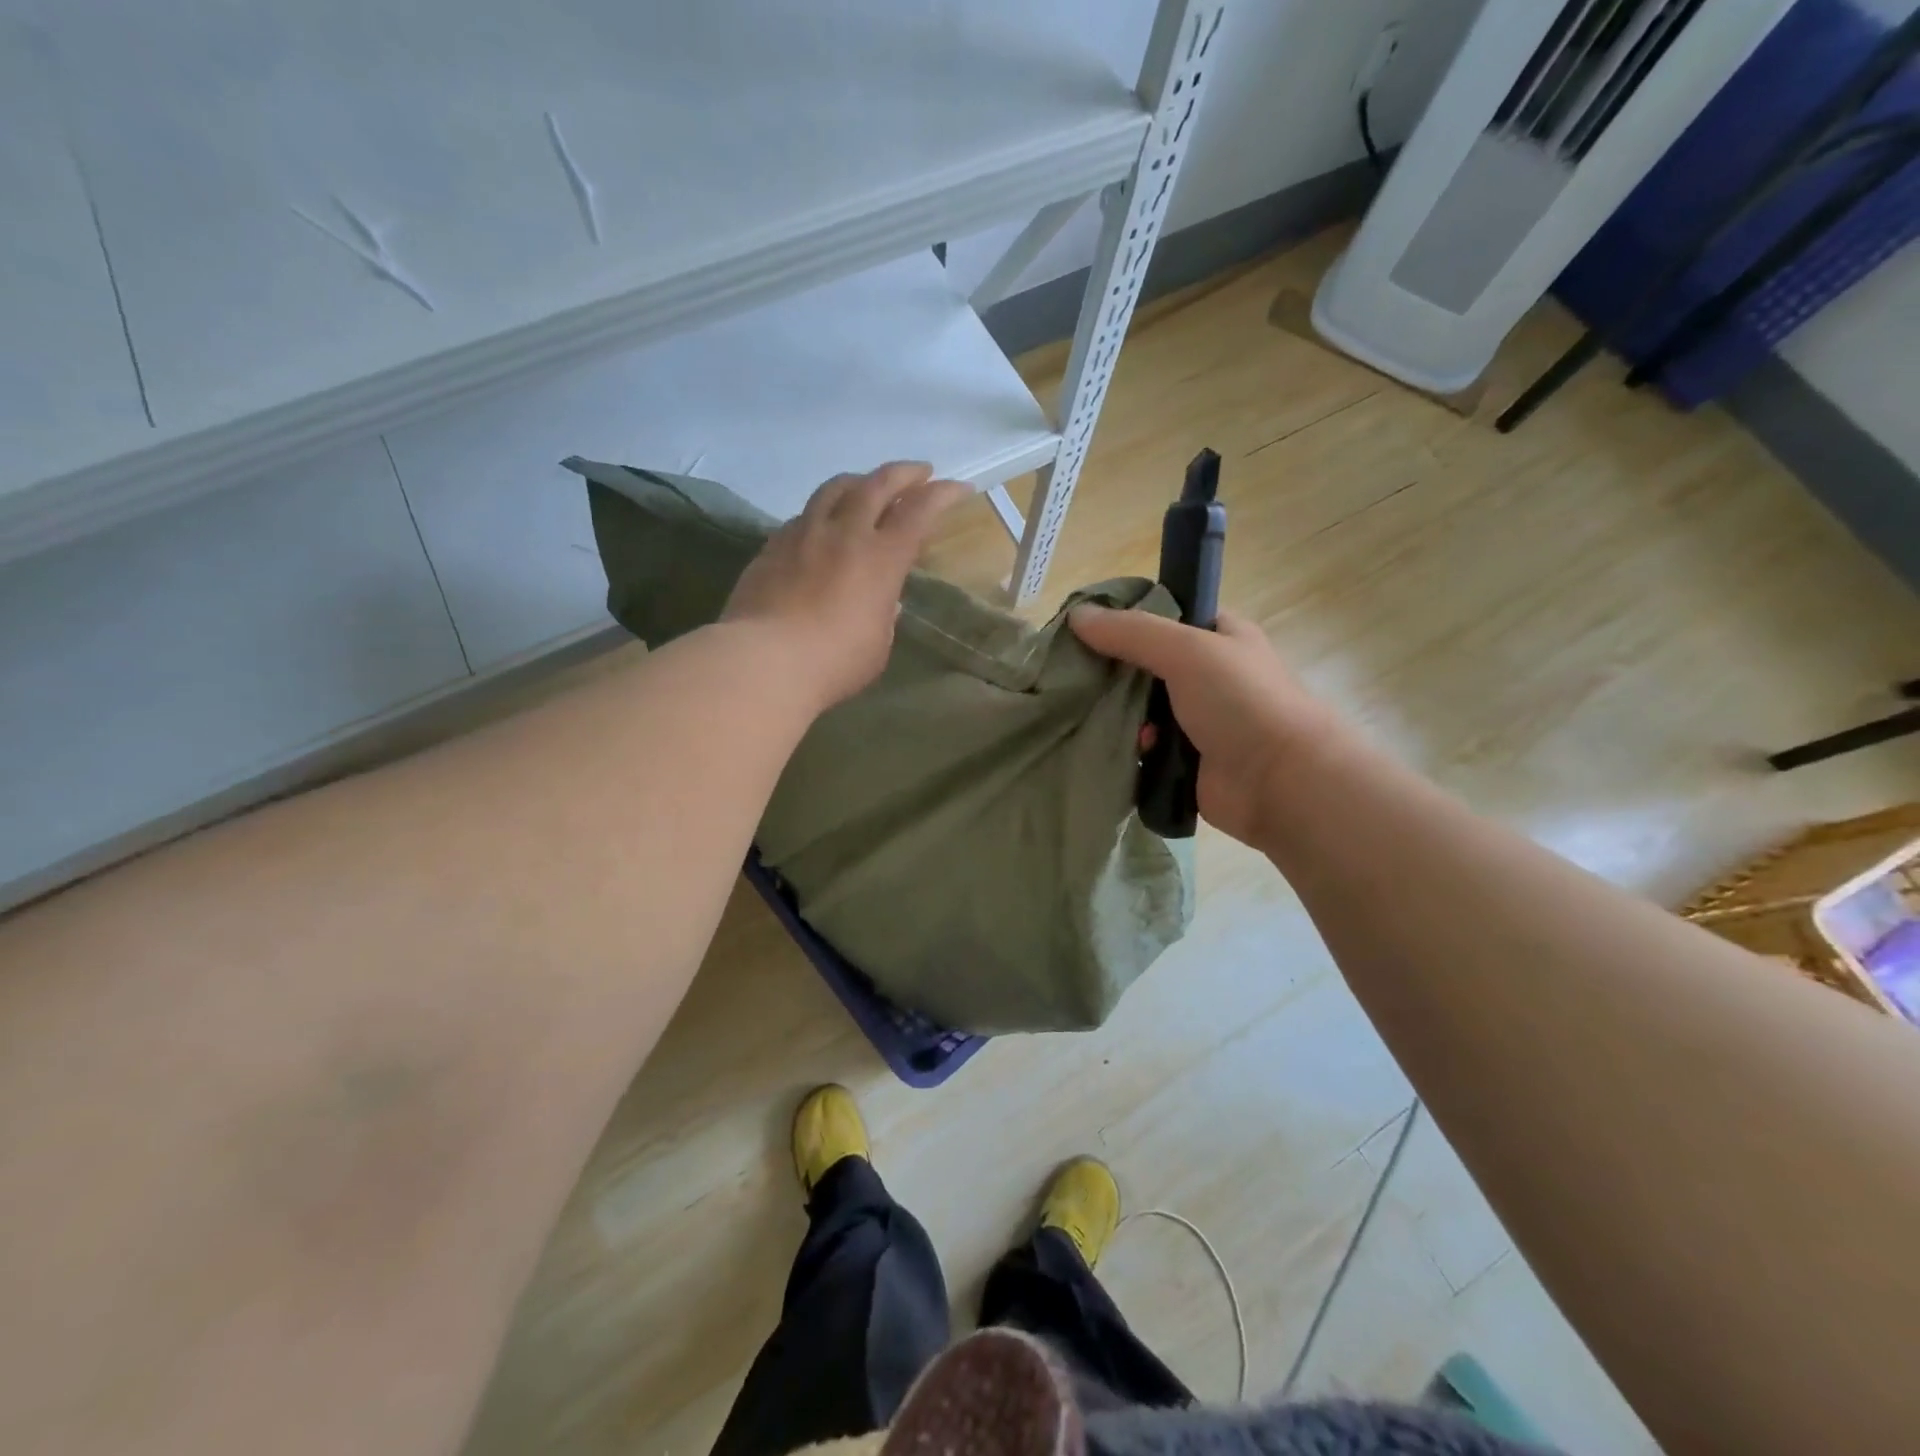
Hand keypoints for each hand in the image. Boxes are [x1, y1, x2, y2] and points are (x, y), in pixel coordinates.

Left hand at [723, 462, 969, 712]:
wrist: (765, 661)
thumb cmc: (835, 662)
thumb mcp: (877, 645)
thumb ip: (883, 616)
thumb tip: (883, 601)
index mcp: (882, 558)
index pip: (919, 512)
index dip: (942, 495)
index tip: (958, 488)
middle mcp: (845, 533)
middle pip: (877, 484)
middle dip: (904, 473)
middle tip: (919, 473)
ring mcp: (805, 534)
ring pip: (835, 489)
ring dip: (859, 481)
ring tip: (867, 485)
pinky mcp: (772, 546)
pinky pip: (804, 515)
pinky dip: (822, 511)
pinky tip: (822, 524)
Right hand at [1069, 605, 1345, 846]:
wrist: (1278, 781)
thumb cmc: (1240, 701)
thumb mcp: (1186, 650)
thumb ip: (1131, 632)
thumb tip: (1076, 616)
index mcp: (1220, 637)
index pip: (1165, 617)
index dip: (1128, 619)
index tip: (1086, 628)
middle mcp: (1210, 675)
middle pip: (1147, 665)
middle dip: (1116, 671)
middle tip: (1077, 674)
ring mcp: (1199, 720)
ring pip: (1142, 709)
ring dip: (1122, 714)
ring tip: (1098, 715)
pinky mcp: (1186, 759)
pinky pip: (1146, 747)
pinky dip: (1134, 747)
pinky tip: (1129, 748)